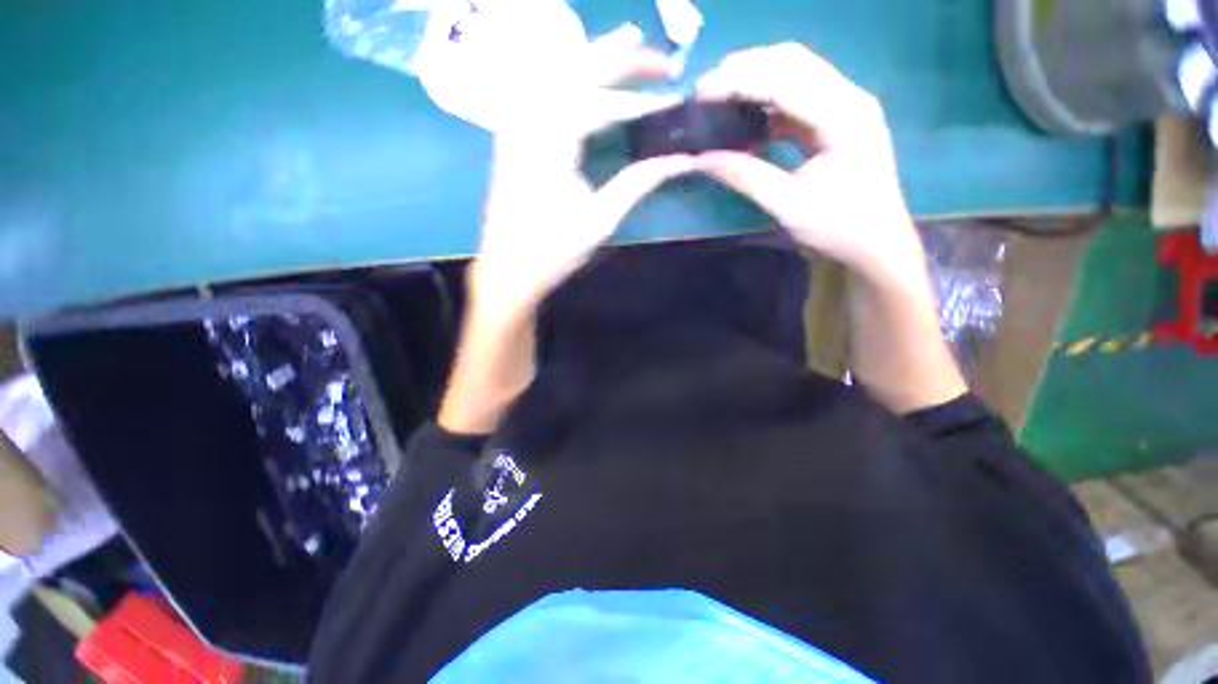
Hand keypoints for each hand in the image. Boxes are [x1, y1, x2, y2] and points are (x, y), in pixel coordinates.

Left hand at [469, 24, 694, 321]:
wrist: (508, 271)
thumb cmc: (553, 251)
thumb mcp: (600, 220)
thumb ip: (638, 183)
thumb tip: (678, 160)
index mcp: (550, 141)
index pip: (598, 99)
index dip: (638, 96)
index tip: (670, 92)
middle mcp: (528, 121)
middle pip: (575, 71)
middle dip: (618, 58)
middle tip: (657, 57)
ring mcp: (516, 127)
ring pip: (555, 75)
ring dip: (593, 59)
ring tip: (626, 46)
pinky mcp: (513, 139)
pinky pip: (542, 93)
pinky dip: (568, 79)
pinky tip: (582, 77)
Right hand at [692, 43, 923, 284]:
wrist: (875, 246)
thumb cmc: (839, 229)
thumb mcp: (788, 206)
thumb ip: (746, 177)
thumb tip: (703, 159)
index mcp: (844, 117)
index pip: (785, 80)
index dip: (739, 81)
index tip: (701, 93)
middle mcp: (849, 99)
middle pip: (793, 62)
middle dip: (746, 69)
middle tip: (707, 90)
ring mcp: (845, 108)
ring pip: (795, 74)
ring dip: (756, 81)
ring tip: (720, 99)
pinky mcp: (836, 122)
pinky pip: (797, 99)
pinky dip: (768, 104)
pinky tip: (746, 120)